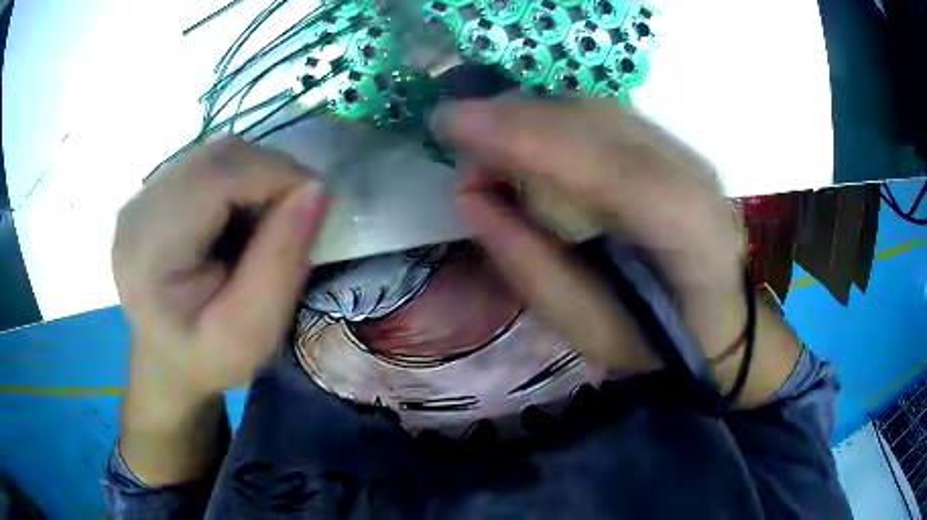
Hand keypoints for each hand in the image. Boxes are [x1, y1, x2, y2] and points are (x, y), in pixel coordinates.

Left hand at [113, 137, 326, 483]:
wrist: (169, 360)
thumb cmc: (209, 359)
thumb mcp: (252, 333)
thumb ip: (281, 264)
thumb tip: (315, 189)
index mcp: (147, 252)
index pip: (216, 178)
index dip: (275, 176)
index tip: (316, 206)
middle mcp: (136, 211)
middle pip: (218, 157)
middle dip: (270, 175)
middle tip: (294, 219)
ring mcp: (142, 195)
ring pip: (217, 154)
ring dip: (256, 178)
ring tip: (264, 225)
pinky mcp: (153, 191)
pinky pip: (210, 163)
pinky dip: (240, 180)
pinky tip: (239, 219)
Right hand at [432, 99, 796, 400]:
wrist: (722, 318)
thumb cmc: (658, 342)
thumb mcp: (588, 331)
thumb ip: (529, 265)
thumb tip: (471, 198)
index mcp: (688, 237)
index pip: (606, 169)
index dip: (526, 138)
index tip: (452, 124)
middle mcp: (695, 177)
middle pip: (599, 124)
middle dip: (515, 116)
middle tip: (453, 129)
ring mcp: (690, 154)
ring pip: (599, 110)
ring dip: (531, 113)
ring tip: (481, 133)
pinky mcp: (676, 145)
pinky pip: (605, 115)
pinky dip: (555, 117)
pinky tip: (524, 132)